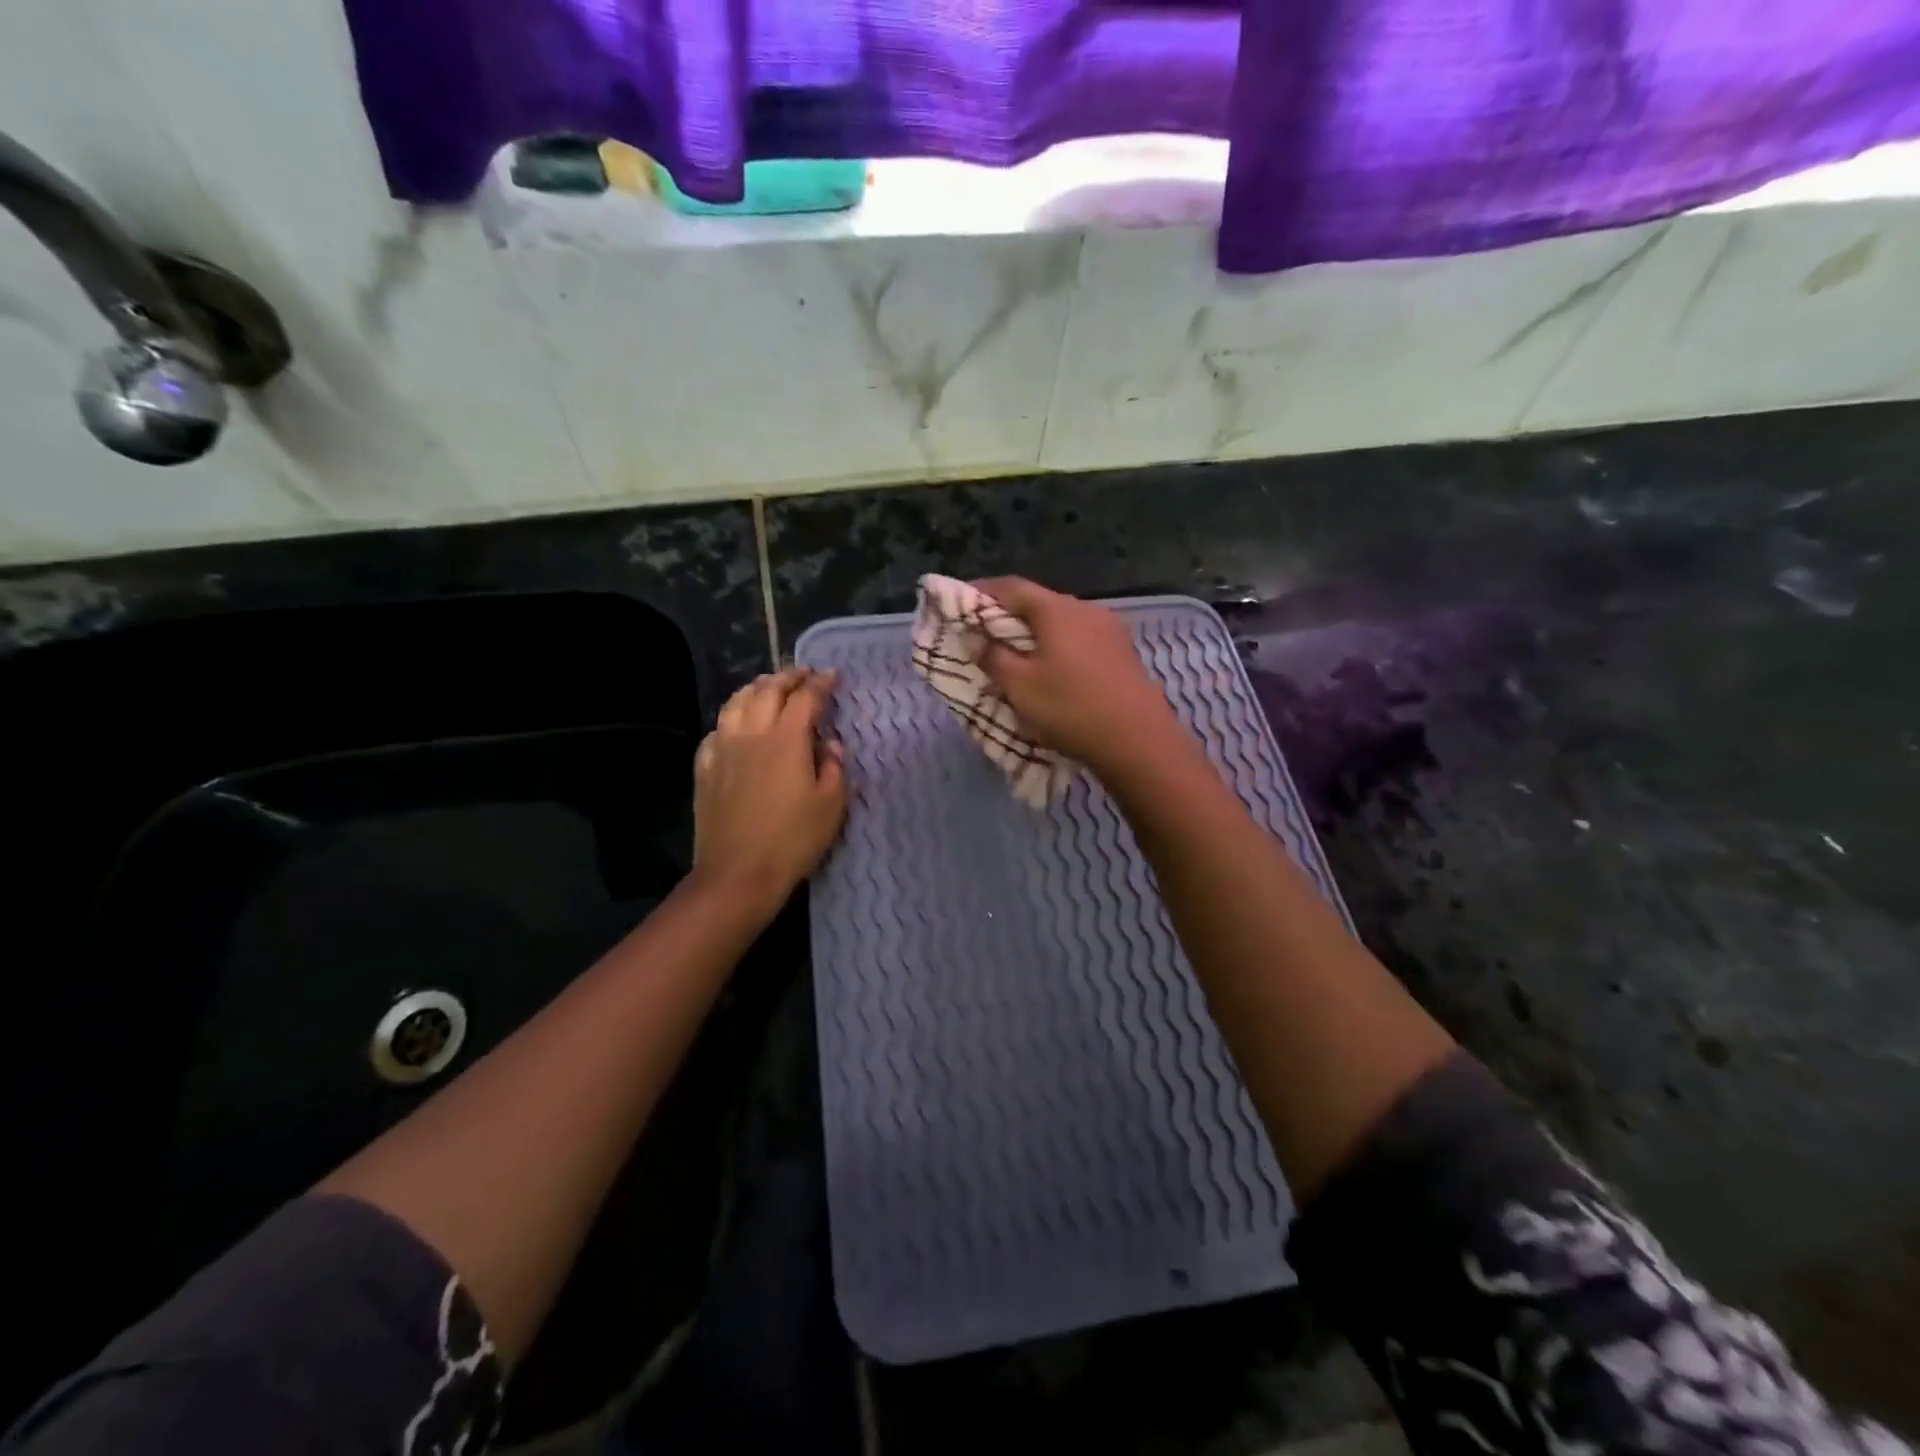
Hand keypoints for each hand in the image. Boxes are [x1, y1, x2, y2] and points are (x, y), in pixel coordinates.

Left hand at [691, 667, 847, 913]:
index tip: (832, 676)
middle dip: (788, 677)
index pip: (806, 698)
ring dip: (755, 689)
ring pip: (736, 703)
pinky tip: (736, 726)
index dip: (821, 683)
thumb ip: (834, 767)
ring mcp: (723, 750)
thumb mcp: (832, 806)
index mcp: (787, 740)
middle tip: (803, 675)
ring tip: (768, 688)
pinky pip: (716, 730)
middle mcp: (752, 734)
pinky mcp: (705, 769)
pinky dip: (731, 718)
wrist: (738, 874)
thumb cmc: (793, 841)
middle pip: (767, 690)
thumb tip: (830, 744)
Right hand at [974, 577, 1182, 777]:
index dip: (983, 591)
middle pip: (1039, 603)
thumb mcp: (1020, 686)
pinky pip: (1081, 639)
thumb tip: (978, 638)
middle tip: (986, 633)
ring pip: (1062, 622)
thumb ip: (993, 657)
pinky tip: (1054, 669)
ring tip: (1018, 654)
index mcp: (1056, 610)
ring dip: (1036, 633)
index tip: (961, 603)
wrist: (1139, 740)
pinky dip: (1059, 646)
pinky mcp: (1123, 652)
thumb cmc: (1071, 708)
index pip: (1012, 587)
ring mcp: (1110, 629)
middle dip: (1009, 615)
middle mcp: (1085, 609)